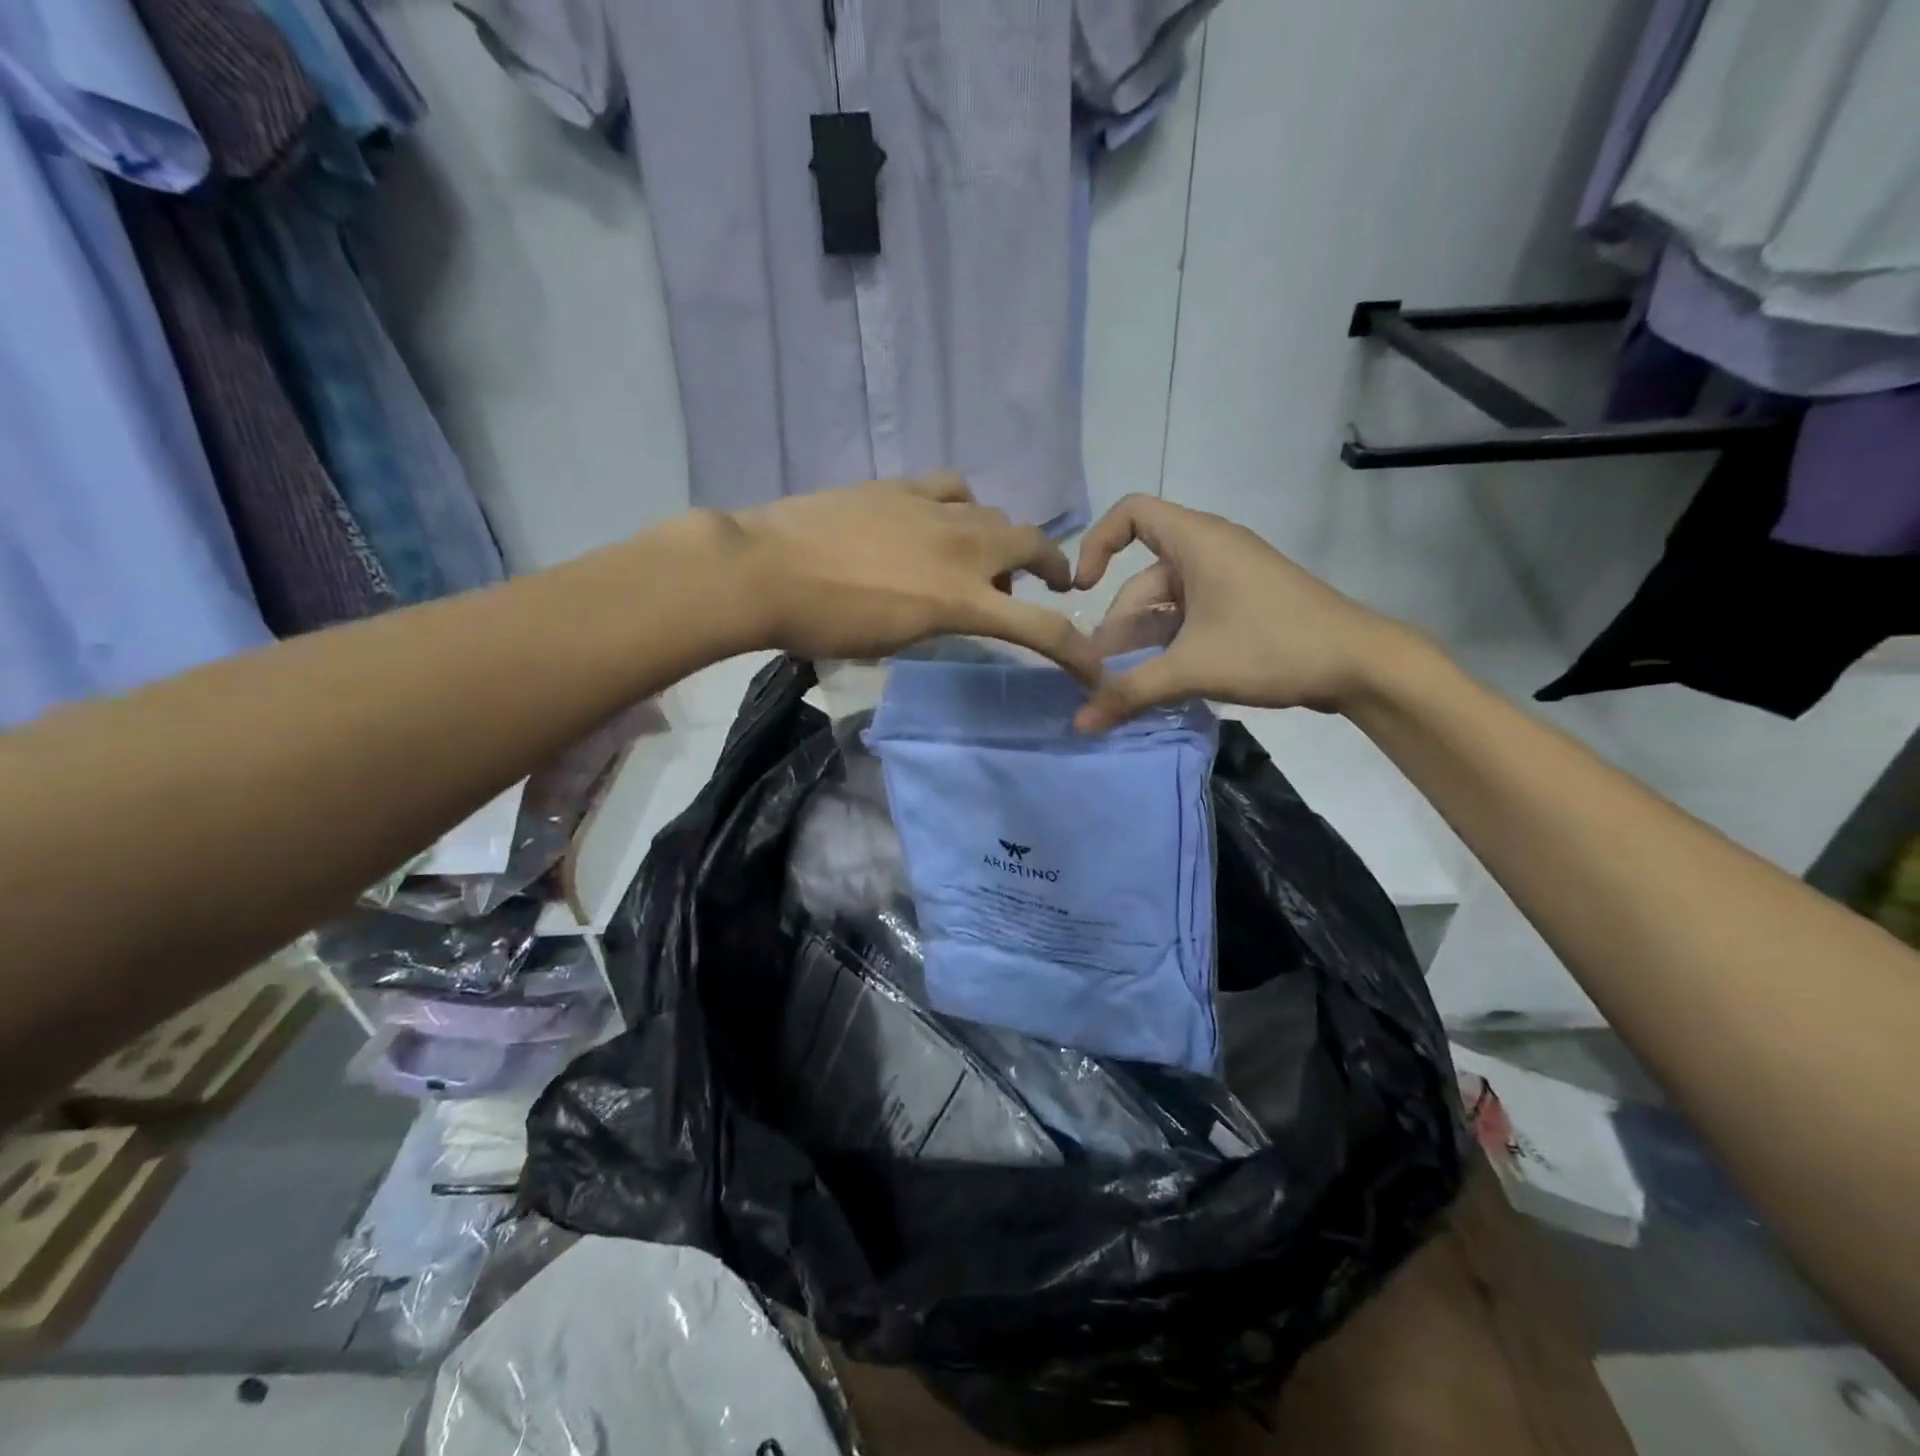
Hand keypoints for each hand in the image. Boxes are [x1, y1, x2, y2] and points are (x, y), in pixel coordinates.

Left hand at [729, 475, 1099, 680]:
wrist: (764, 571)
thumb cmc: (823, 625)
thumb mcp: (894, 642)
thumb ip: (938, 623)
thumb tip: (952, 608)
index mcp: (960, 599)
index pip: (1040, 629)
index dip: (1076, 653)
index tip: (1094, 672)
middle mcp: (961, 548)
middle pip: (1032, 546)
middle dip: (1051, 567)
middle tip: (1048, 584)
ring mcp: (932, 510)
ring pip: (995, 514)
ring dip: (1004, 538)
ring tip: (986, 556)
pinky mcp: (900, 487)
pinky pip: (952, 487)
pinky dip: (963, 506)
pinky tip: (945, 518)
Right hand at [1072, 495, 1418, 731]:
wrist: (1359, 663)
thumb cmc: (1270, 647)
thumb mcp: (1191, 668)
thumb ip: (1130, 692)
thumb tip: (1079, 724)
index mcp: (1196, 541)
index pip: (1130, 514)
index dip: (1096, 543)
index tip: (1081, 589)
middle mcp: (1211, 549)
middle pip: (1143, 574)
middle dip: (1118, 622)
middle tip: (1100, 671)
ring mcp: (1231, 577)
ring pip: (1168, 600)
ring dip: (1143, 638)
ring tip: (1126, 683)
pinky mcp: (1245, 602)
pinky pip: (1193, 613)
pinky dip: (1171, 641)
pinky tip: (1162, 679)